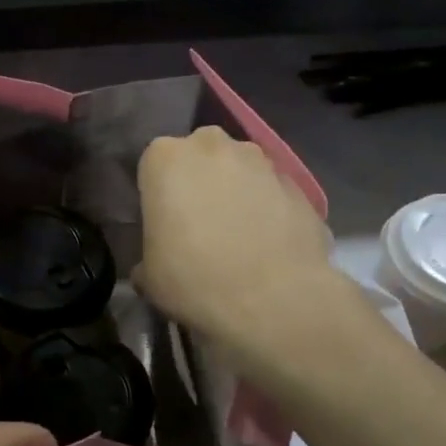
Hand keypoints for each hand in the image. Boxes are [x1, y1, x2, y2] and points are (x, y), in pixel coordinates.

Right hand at [135, 127, 337, 346]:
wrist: (275, 300)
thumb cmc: (195, 280)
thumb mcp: (150, 275)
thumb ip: (147, 255)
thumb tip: (152, 265)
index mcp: (166, 158)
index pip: (153, 165)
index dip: (158, 194)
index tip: (162, 223)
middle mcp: (212, 145)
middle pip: (199, 156)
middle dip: (198, 182)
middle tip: (198, 226)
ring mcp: (260, 160)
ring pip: (239, 169)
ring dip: (235, 191)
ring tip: (238, 236)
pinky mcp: (297, 182)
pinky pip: (270, 191)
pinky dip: (267, 208)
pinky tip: (267, 243)